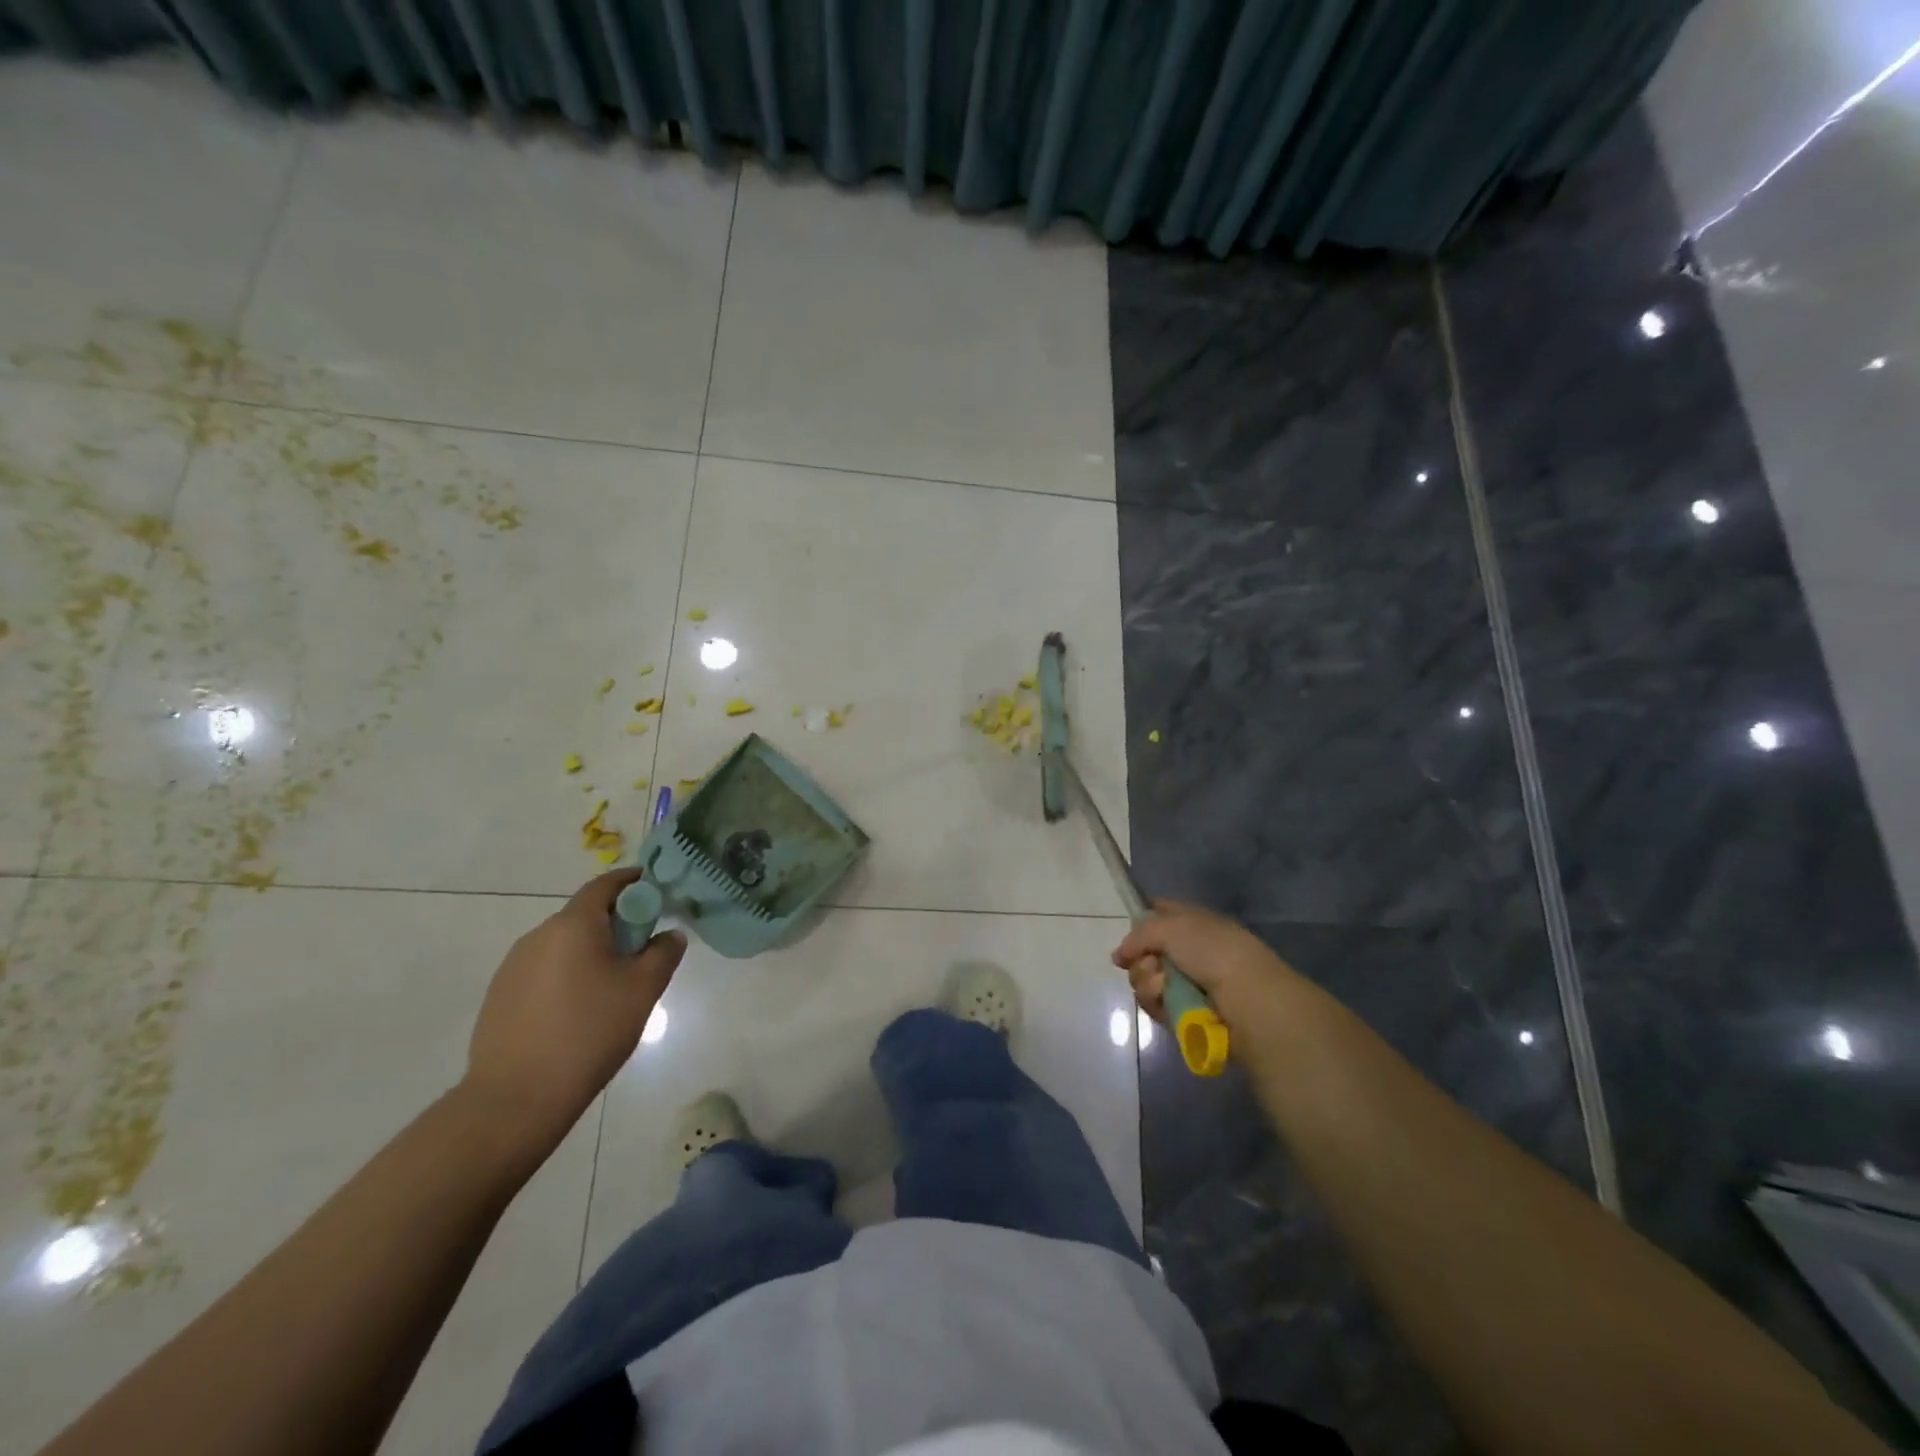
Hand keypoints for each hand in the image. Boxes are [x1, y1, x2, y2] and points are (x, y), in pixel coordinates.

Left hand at [463, 870, 685, 1144]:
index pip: (604, 885)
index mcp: (573, 925)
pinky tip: (577, 1011)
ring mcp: (513, 967)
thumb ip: (663, 953)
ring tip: (611, 987)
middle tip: (641, 951)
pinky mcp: (500, 996)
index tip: (654, 891)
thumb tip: (669, 935)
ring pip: (563, 945)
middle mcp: (538, 936)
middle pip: (584, 915)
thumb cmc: (590, 1032)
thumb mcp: (643, 990)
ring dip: (590, 951)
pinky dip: (567, 975)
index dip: (632, 882)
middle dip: (615, 923)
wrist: (516, 1098)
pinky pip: (543, 971)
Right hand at [1111, 900, 1299, 1033]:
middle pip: (1145, 951)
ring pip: (1146, 979)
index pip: (1160, 913)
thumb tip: (1120, 956)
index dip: (1142, 920)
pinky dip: (1156, 1001)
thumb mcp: (1172, 927)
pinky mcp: (1184, 1012)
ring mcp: (1187, 983)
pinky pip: (1155, 1004)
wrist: (1247, 999)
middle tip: (1150, 964)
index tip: (1132, 933)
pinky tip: (1167, 1000)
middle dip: (1140, 958)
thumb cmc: (1214, 952)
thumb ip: (1139, 934)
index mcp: (1193, 923)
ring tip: (1162, 985)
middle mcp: (1189, 951)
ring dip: (1147, 981)